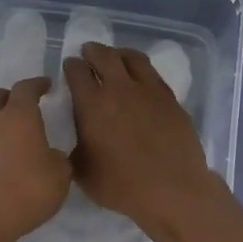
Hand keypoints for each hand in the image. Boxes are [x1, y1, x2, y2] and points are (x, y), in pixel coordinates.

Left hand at [0, 77, 72, 241]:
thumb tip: (51, 156)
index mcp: (19, 115)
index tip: (47, 85)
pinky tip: (2, 160)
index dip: (37, 85)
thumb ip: (58, 159)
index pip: (26, 88)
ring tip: (14, 136)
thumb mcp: (59, 176)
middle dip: (11, 97)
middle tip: (25, 105)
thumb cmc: (26, 190)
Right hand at [63, 43, 219, 228]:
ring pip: (132, 58)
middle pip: (104, 56)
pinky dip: (142, 70)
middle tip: (88, 52)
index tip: (70, 66)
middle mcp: (120, 89)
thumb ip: (73, 150)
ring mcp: (149, 91)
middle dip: (93, 51)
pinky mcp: (171, 99)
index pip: (77, 72)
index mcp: (92, 104)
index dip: (71, 66)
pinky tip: (140, 79)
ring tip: (115, 57)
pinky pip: (154, 74)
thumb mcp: (83, 173)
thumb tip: (74, 141)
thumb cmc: (122, 186)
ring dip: (119, 53)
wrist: (173, 190)